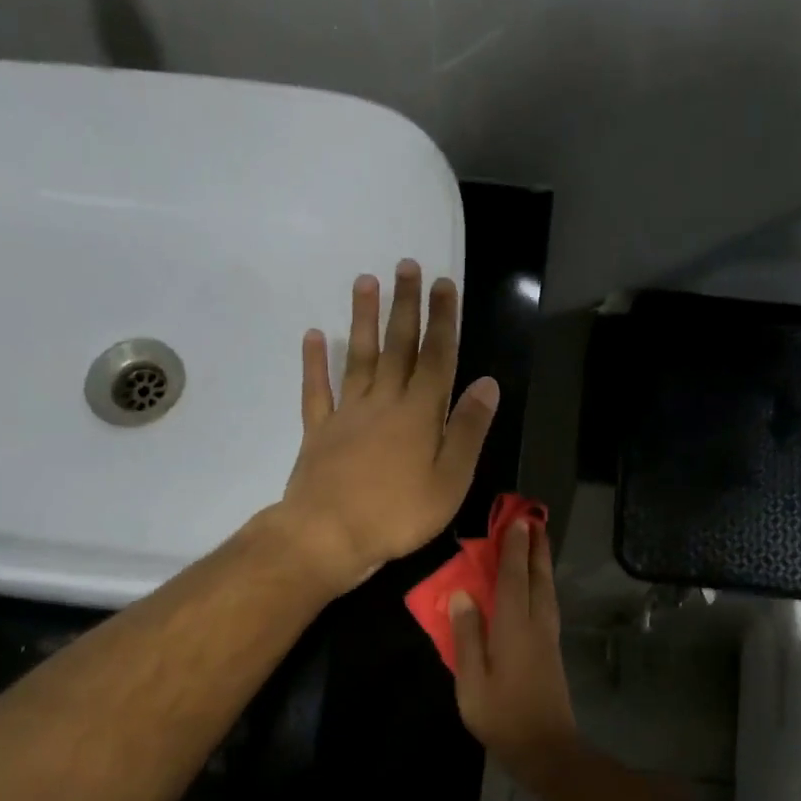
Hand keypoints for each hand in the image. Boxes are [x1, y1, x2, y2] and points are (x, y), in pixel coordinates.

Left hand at [276, 261, 499, 594]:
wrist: (328, 535)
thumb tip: (487, 383)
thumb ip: (468, 430)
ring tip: (365, 281)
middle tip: (406, 265)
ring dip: (363, 319)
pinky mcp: (318, 431)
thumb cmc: (398, 514)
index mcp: (419, 413)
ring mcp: (347, 414)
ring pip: (357, 357)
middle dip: (405, 305)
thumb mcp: (450, 480)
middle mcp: (383, 402)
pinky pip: (316, 390)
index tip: (443, 284)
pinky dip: (314, 362)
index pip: (437, 357)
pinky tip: (314, 336)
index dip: (442, 320)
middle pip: (397, 346)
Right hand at [450, 519, 578, 770]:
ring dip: (543, 564)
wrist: (546, 748)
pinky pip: (549, 604)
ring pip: (548, 591)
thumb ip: (467, 635)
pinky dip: (544, 585)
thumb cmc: (501, 715)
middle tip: (534, 521)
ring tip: (538, 544)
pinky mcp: (552, 651)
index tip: (517, 521)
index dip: (514, 549)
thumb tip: (462, 594)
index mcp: (514, 628)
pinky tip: (539, 586)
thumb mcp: (472, 679)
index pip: (515, 579)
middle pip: (539, 579)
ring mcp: (548, 638)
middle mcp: (537, 625)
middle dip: (536, 549)